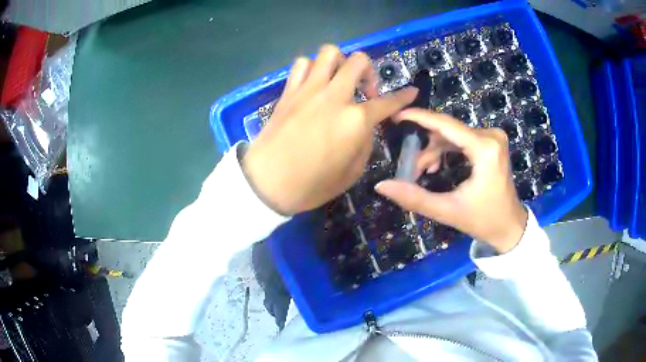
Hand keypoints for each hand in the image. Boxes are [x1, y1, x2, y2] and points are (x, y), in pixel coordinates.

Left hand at [242, 45, 417, 214]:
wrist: (267, 183)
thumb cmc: (312, 185)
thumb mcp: (352, 173)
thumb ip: (365, 143)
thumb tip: (366, 125)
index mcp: (355, 121)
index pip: (388, 102)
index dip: (403, 96)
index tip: (411, 92)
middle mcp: (335, 97)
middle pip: (358, 61)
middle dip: (369, 71)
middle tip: (365, 90)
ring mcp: (309, 90)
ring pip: (329, 52)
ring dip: (340, 62)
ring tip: (338, 80)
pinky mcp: (289, 91)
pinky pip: (301, 63)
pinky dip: (312, 67)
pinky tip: (314, 83)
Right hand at [375, 109, 527, 252]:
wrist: (509, 227)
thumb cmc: (484, 220)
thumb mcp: (448, 211)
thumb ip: (414, 198)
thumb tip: (381, 185)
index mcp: (485, 149)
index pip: (446, 125)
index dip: (418, 118)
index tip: (396, 116)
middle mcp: (491, 136)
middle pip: (448, 131)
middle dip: (425, 147)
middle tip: (410, 167)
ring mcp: (493, 138)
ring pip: (453, 135)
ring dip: (434, 150)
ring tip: (422, 171)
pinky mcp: (491, 143)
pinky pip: (462, 139)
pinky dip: (446, 150)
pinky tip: (436, 166)